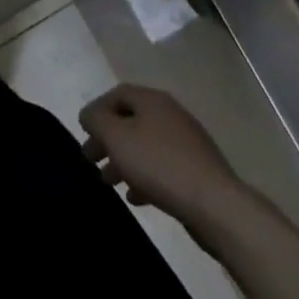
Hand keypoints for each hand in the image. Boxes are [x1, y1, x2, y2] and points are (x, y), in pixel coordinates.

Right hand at [80, 84, 241, 222]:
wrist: (214, 204)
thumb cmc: (158, 164)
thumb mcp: (116, 137)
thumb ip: (96, 120)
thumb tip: (89, 115)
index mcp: (153, 100)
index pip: (117, 94)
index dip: (97, 109)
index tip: (83, 131)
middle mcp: (171, 115)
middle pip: (131, 120)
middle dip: (107, 139)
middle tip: (90, 158)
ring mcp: (186, 143)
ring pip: (145, 145)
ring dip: (123, 160)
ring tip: (108, 181)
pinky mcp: (196, 170)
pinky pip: (162, 167)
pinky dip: (144, 177)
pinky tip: (135, 197)